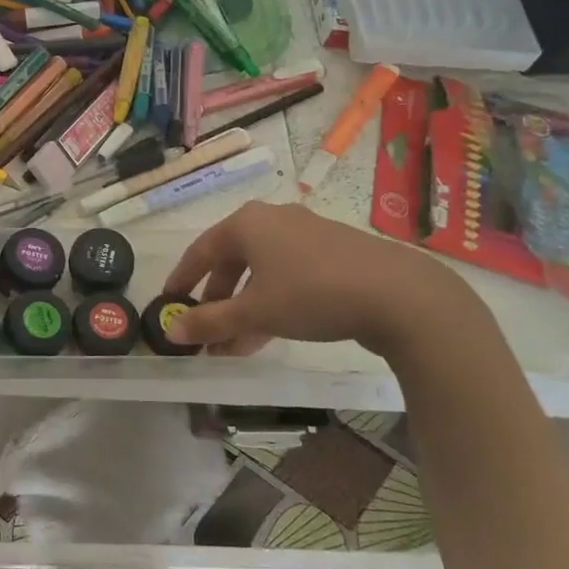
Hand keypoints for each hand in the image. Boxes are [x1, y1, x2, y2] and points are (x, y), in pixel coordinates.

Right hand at [161, 201, 468, 355]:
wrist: (399, 295)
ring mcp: (307, 235)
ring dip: (243, 309)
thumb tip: (170, 331)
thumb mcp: (254, 312)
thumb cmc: (311, 294)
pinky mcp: (334, 254)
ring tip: (233, 347)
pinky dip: (271, 303)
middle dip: (216, 302)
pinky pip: (288, 277)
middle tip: (205, 332)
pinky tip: (268, 334)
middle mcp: (274, 221)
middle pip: (232, 263)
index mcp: (247, 223)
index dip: (182, 279)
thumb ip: (209, 322)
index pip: (200, 251)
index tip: (169, 303)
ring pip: (261, 274)